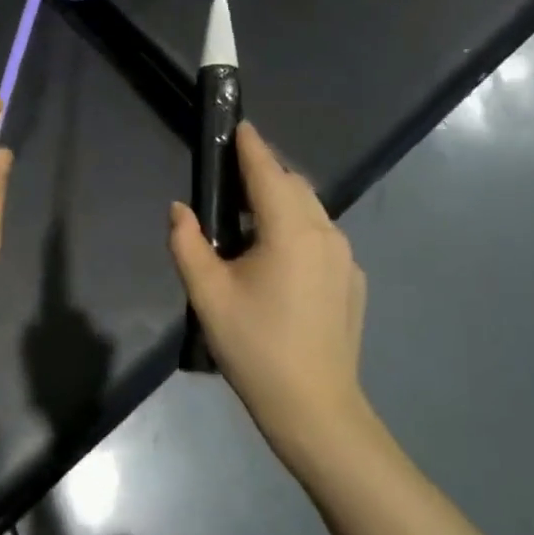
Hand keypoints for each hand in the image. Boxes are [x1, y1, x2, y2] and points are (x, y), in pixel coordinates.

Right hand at [169, 121, 371, 470]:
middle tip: (230, 184)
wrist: (316, 409)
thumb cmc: (256, 349)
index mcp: (290, 230)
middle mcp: (325, 233)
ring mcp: (345, 257)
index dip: (250, 145)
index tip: (238, 125)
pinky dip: (298, 230)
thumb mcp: (208, 296)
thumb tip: (180, 209)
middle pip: (293, 186)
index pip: (267, 171)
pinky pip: (322, 237)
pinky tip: (278, 262)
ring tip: (249, 224)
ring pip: (311, 210)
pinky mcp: (353, 280)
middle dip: (264, 174)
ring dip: (281, 203)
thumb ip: (188, 244)